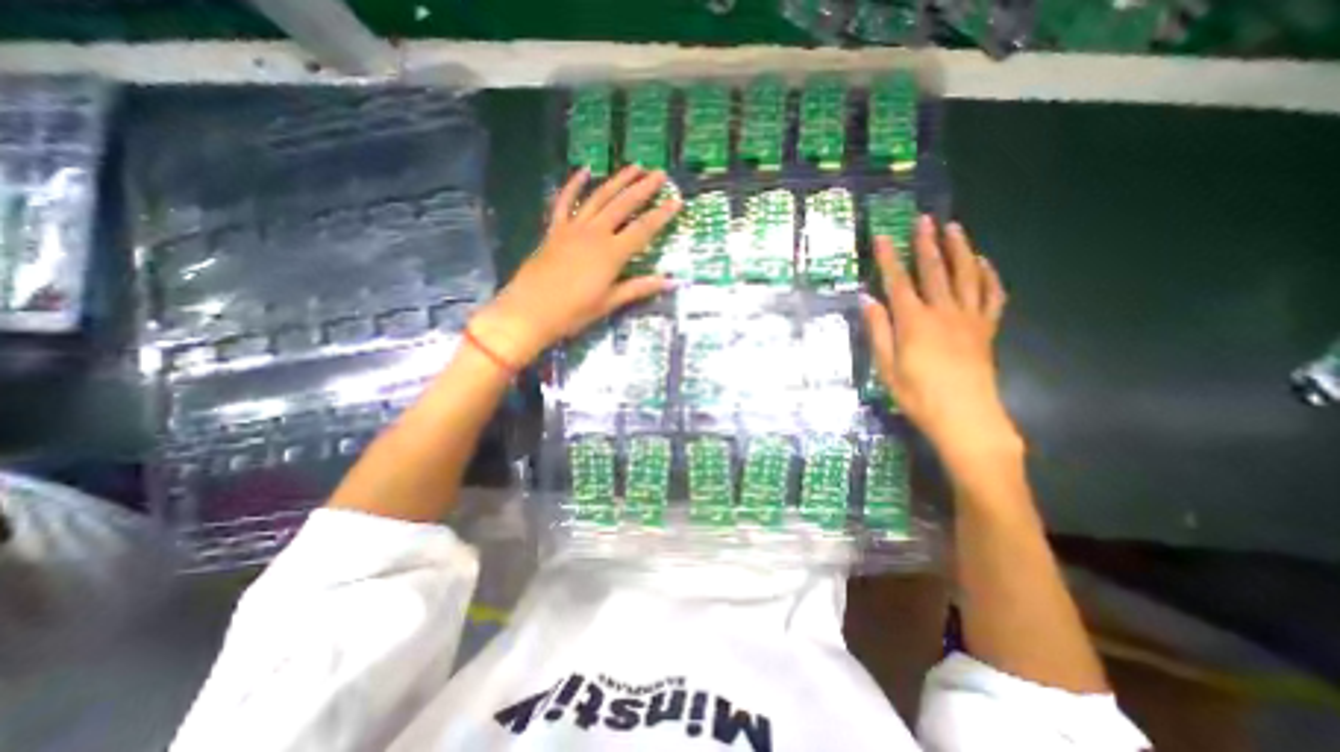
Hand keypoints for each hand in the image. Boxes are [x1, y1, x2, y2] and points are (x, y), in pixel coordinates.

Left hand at [469, 166, 681, 365]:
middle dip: (643, 188)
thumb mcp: (609, 302)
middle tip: (659, 173)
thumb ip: (639, 288)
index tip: (677, 200)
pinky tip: (584, 171)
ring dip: (617, 181)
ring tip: (633, 166)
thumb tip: (671, 281)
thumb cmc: (573, 312)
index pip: (643, 229)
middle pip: (623, 205)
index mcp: (612, 253)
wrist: (529, 311)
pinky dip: (573, 185)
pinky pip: (564, 202)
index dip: (662, 215)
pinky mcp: (554, 230)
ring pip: (598, 197)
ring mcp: (573, 228)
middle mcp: (595, 233)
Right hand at [865, 216, 1021, 469]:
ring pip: (966, 276)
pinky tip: (984, 263)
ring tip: (955, 228)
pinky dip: (989, 277)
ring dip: (960, 250)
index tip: (883, 236)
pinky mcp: (986, 329)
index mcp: (915, 322)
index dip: (889, 259)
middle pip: (935, 271)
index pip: (898, 283)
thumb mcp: (887, 367)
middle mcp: (943, 312)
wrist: (966, 418)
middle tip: (925, 219)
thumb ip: (878, 331)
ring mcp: (969, 319)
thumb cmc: (918, 396)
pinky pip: (992, 297)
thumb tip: (867, 300)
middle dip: (927, 244)